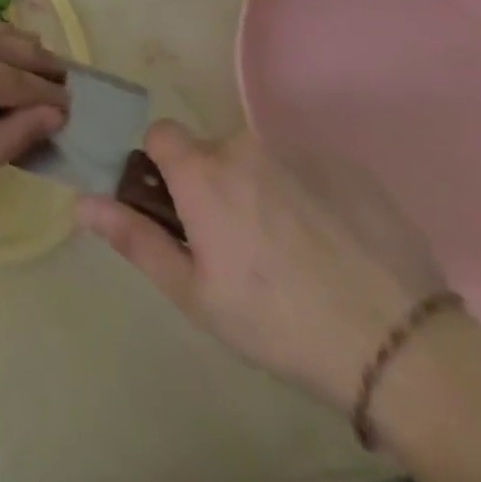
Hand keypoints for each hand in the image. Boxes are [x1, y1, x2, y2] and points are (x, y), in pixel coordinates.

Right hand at [76, 124, 444, 410]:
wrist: (400, 347)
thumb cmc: (278, 322)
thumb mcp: (195, 293)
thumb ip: (134, 238)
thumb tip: (80, 201)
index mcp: (201, 172)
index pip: (160, 134)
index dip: (163, 166)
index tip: (180, 209)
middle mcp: (243, 145)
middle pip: (213, 151)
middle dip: (216, 185)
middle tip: (240, 246)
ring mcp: (299, 153)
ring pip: (261, 160)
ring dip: (262, 189)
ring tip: (294, 253)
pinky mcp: (347, 168)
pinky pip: (307, 170)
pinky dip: (308, 196)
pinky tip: (333, 247)